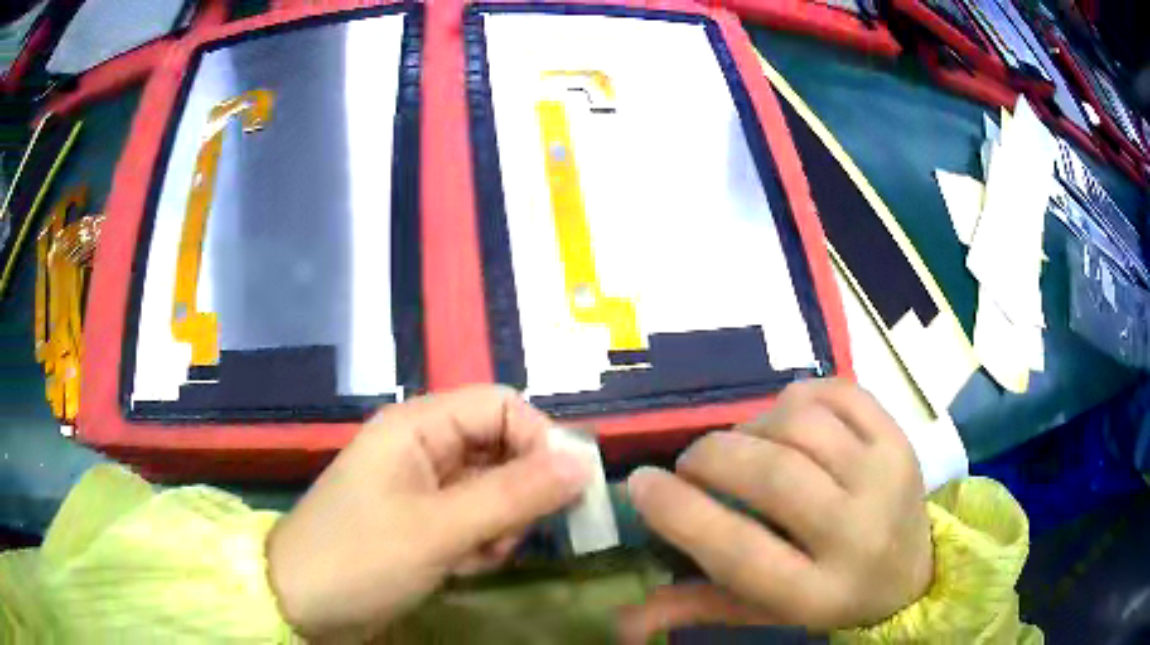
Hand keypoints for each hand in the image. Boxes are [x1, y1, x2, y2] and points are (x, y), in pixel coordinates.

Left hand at [267, 386, 589, 641]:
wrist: (302, 604)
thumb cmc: (361, 558)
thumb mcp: (440, 529)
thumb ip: (515, 495)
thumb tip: (583, 464)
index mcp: (418, 426)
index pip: (501, 406)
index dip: (539, 440)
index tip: (565, 489)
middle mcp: (422, 447)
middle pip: (501, 449)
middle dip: (518, 494)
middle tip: (510, 536)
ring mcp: (422, 487)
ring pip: (493, 489)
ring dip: (500, 525)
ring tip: (476, 557)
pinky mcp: (423, 521)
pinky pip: (474, 520)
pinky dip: (480, 544)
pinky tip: (461, 568)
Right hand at [620, 379, 932, 641]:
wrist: (911, 573)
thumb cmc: (829, 597)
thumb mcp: (765, 613)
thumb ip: (696, 609)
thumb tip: (619, 620)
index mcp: (817, 593)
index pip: (739, 550)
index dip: (680, 512)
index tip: (640, 483)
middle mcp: (858, 533)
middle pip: (772, 475)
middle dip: (711, 456)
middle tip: (691, 463)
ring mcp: (886, 476)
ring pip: (802, 423)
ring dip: (753, 425)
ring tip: (744, 446)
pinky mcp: (899, 437)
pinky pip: (837, 392)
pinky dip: (796, 397)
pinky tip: (785, 422)